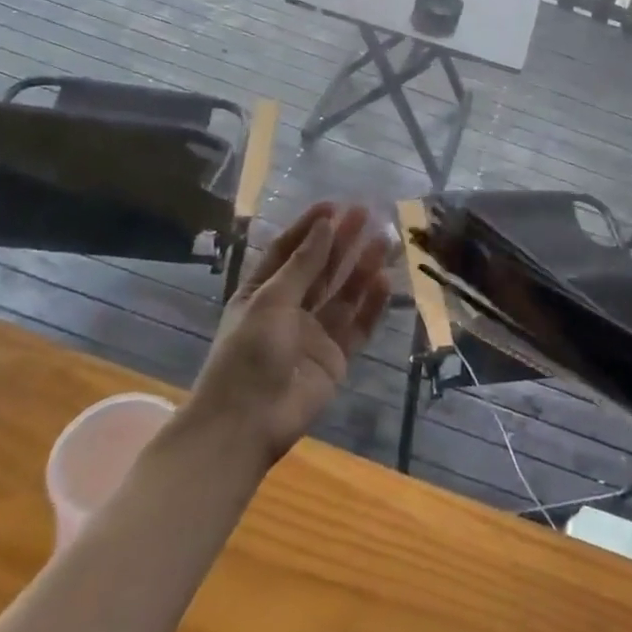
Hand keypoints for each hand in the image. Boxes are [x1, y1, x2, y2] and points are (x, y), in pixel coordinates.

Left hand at [182, 203, 391, 467]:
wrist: (245, 426)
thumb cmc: (247, 354)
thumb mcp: (270, 301)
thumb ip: (303, 265)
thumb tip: (326, 225)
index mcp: (262, 293)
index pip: (289, 251)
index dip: (310, 228)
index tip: (334, 205)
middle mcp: (289, 309)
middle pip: (321, 269)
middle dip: (342, 241)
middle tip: (367, 214)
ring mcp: (314, 334)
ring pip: (344, 293)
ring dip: (362, 266)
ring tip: (385, 240)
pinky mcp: (335, 358)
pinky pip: (357, 325)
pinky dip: (372, 304)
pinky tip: (386, 280)